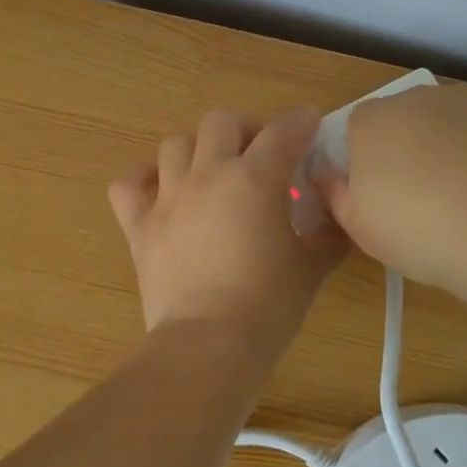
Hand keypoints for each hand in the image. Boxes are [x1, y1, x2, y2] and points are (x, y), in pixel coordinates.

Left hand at [109, 109, 346, 365]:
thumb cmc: (268, 305)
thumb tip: (337, 215)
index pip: (284, 130)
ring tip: (211, 174)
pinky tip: (160, 193)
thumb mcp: (312, 267)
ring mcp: (168, 198)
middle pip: (221, 122)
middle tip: (259, 156)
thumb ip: (329, 233)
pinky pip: (129, 185)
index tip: (309, 127)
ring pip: (174, 144)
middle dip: (245, 130)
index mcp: (255, 178)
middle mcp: (208, 175)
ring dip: (197, 151)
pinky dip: (143, 181)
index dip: (301, 122)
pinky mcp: (139, 226)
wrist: (209, 344)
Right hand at [312, 84, 466, 292]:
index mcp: (372, 121)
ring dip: (459, 141)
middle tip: (429, 196)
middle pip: (408, 117)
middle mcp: (418, 97)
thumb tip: (325, 175)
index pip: (360, 128)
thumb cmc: (420, 231)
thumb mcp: (360, 228)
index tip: (385, 194)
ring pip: (457, 116)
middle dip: (415, 145)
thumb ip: (335, 194)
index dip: (371, 159)